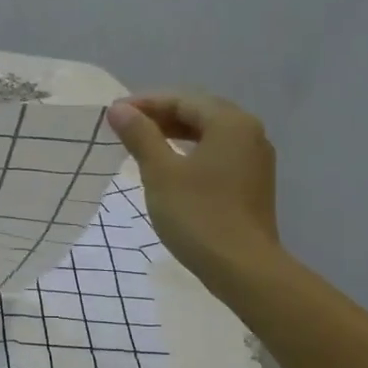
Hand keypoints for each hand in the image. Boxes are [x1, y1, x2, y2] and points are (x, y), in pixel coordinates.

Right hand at [106, 91, 279, 279]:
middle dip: (160, 116)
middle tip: (124, 126)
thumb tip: (119, 110)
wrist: (242, 267)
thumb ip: (140, 136)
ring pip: (209, 134)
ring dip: (174, 134)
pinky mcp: (252, 183)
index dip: (145, 103)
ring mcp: (254, 159)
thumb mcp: (160, 173)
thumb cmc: (197, 215)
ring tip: (142, 144)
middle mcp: (249, 133)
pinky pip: (217, 153)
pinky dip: (190, 152)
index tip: (113, 114)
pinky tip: (170, 166)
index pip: (182, 100)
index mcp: (230, 123)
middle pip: (199, 112)